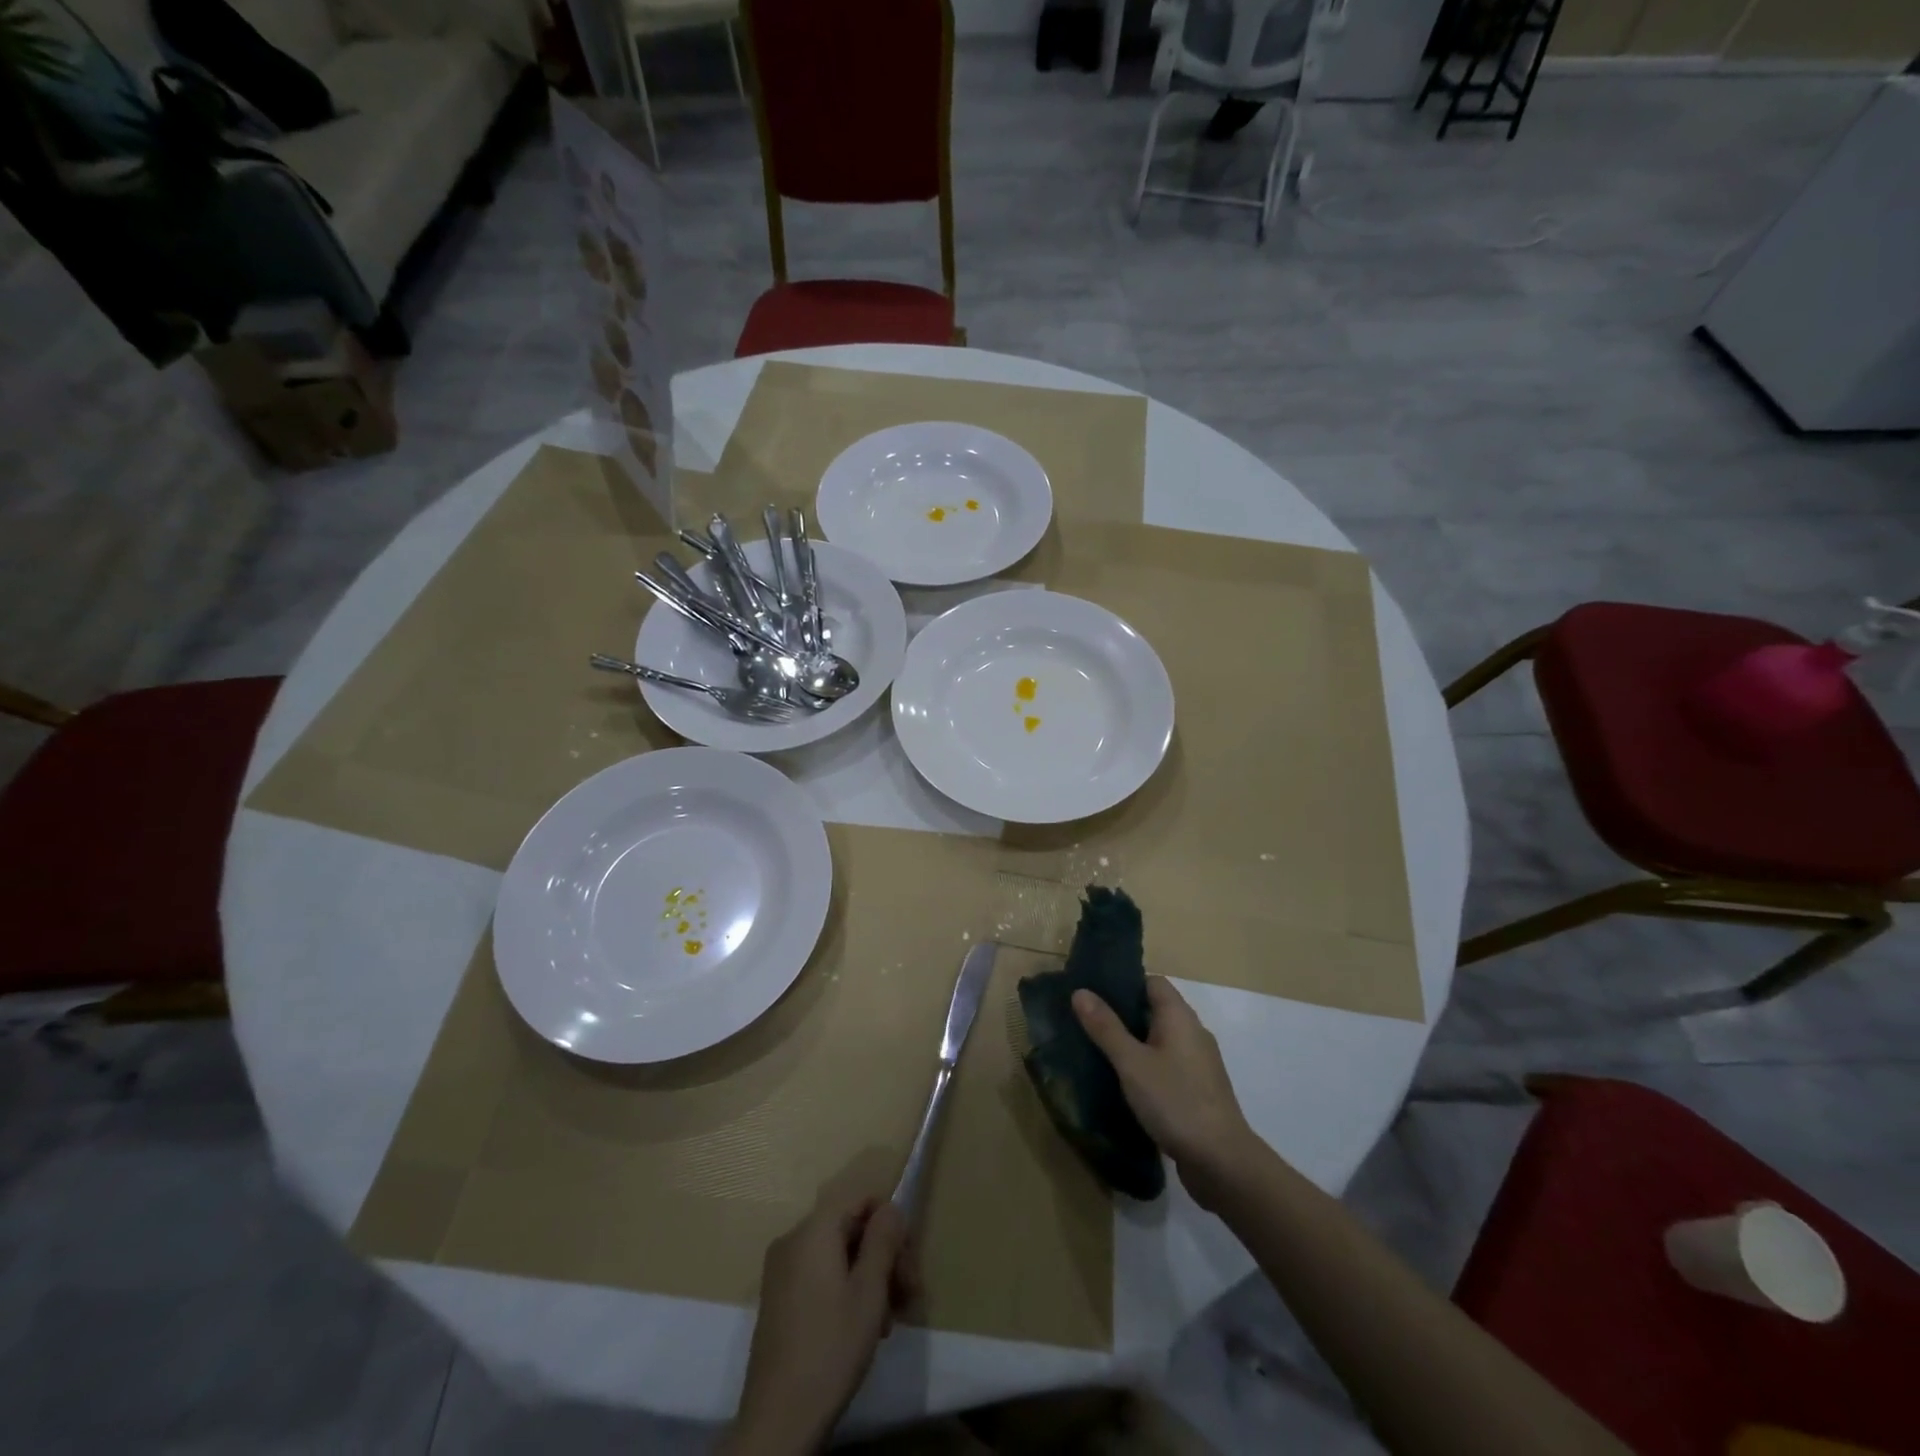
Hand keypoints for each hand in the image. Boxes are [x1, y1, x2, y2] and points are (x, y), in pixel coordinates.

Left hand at [724, 1188, 913, 1455]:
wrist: (778, 1420)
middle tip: (908, 1297)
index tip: (909, 1265)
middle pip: (851, 1227)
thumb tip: (891, 1208)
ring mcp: (781, 1270)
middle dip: (884, 1256)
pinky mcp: (778, 1298)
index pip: (862, 1198)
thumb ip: (883, 1240)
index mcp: (814, 1229)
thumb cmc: (830, 1348)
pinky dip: (846, 1289)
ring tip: (888, 1321)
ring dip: (869, 1278)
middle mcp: (793, 1238)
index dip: (892, 1224)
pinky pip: (820, 1275)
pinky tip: (862, 1327)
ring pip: (838, 1255)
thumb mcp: (869, 1292)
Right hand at [1072, 976, 1257, 1210]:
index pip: (1152, 982)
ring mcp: (1198, 1064)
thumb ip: (1106, 1027)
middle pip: (1155, 1010)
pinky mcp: (1198, 1091)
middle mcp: (1193, 1033)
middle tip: (1087, 1022)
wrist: (1222, 1162)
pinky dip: (1146, 1066)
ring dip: (1133, 1043)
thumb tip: (1080, 991)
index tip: (1094, 992)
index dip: (1124, 982)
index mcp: (1180, 1017)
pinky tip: (1124, 1083)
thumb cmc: (1175, 1101)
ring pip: (1160, 1040)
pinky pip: (1167, 1065)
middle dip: (1122, 1014)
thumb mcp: (1132, 1063)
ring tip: (1098, 1051)